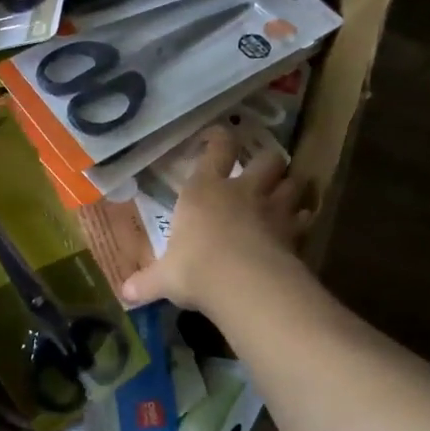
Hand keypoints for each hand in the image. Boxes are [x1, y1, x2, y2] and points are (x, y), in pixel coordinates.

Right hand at [120, 128, 314, 311]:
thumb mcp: (164, 278)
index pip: (217, 149)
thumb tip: (124, 294)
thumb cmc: (195, 269)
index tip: (217, 136)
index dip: (219, 138)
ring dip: (291, 186)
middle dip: (267, 161)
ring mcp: (272, 210)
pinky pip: (305, 218)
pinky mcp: (294, 233)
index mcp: (204, 191)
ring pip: (293, 183)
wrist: (244, 285)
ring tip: (285, 194)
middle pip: (267, 159)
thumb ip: (146, 283)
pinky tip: (299, 227)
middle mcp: (241, 191)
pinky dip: (303, 220)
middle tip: (262, 170)